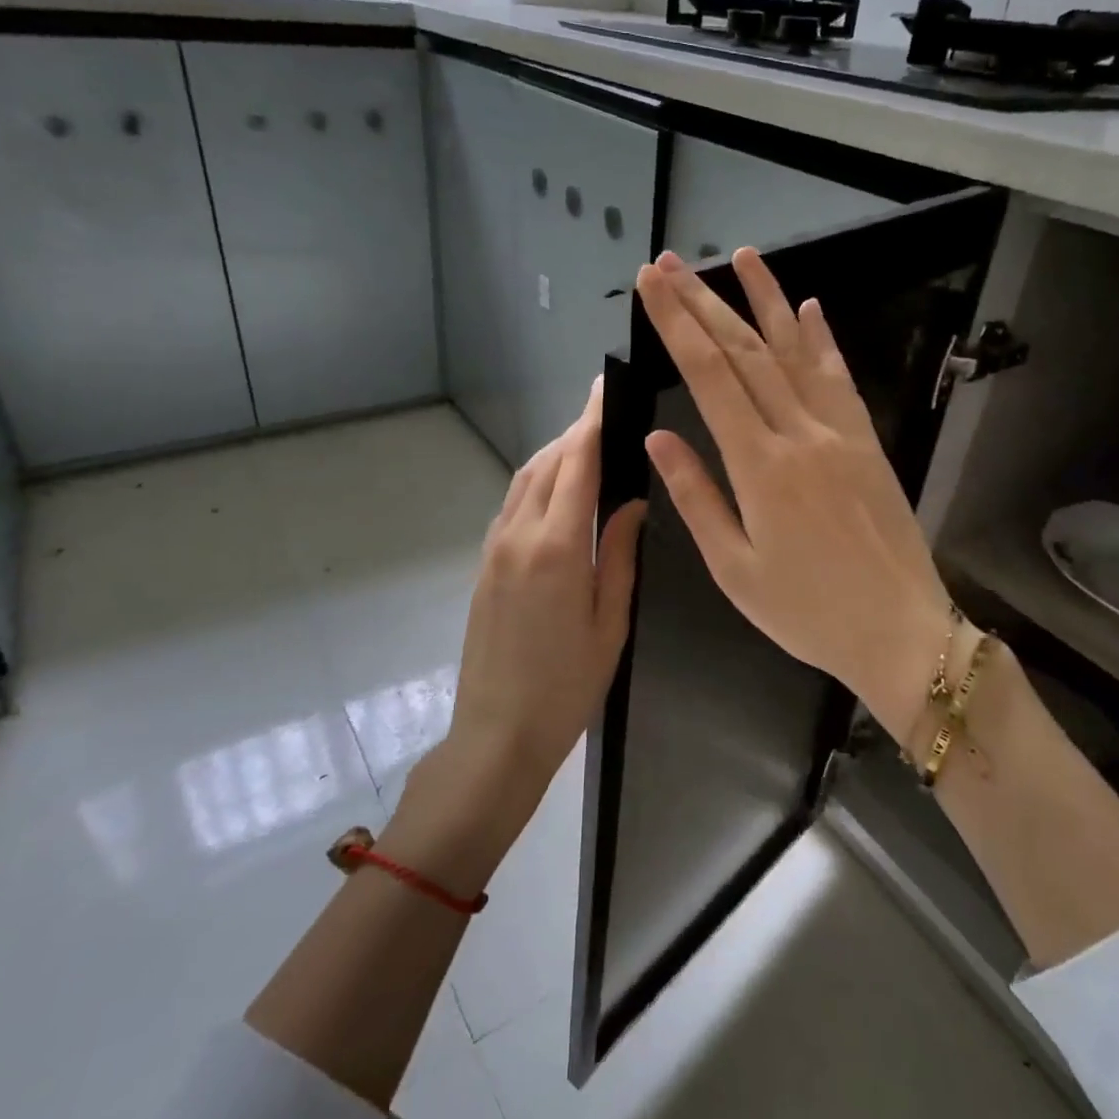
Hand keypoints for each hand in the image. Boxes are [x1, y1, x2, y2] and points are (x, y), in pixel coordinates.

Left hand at [448, 376, 648, 794]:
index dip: (592, 421)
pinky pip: (513, 504)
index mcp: (556, 547)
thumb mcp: (609, 623)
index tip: (605, 387)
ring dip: (555, 453)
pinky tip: (557, 488)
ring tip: (586, 442)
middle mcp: (519, 534)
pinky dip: (537, 481)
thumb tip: (633, 503)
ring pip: (525, 480)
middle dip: (576, 432)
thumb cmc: (566, 686)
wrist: (497, 732)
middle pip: (548, 463)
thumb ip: (620, 555)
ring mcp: (495, 548)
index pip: (576, 464)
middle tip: (606, 412)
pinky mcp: (485, 563)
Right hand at [635, 249, 958, 745]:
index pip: (709, 377)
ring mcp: (840, 432)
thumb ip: (697, 497)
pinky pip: (840, 378)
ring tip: (740, 257)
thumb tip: (659, 438)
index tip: (650, 285)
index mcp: (760, 467)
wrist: (902, 632)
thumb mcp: (735, 569)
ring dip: (765, 301)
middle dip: (703, 302)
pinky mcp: (867, 441)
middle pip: (745, 352)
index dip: (676, 325)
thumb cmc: (807, 612)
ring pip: (795, 352)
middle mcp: (800, 434)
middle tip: (670, 263)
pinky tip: (808, 308)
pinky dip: (821, 339)